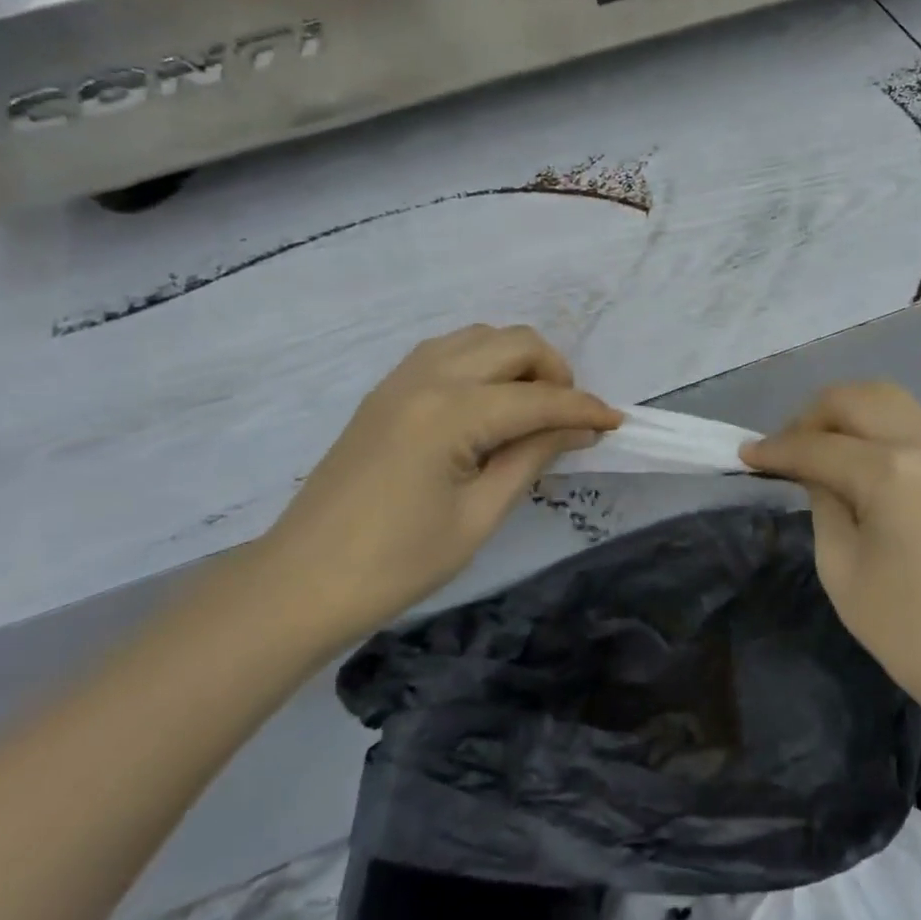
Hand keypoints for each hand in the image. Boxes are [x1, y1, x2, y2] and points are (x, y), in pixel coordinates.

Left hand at [255, 325, 621, 646]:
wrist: (303, 582)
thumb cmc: (397, 563)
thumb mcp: (479, 516)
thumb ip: (531, 458)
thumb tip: (577, 429)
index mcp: (452, 412)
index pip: (538, 399)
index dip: (583, 410)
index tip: (617, 423)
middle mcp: (428, 378)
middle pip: (512, 343)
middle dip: (554, 372)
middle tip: (569, 418)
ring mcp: (401, 379)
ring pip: (479, 337)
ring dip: (517, 360)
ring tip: (531, 408)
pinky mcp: (386, 391)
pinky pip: (447, 351)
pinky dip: (482, 362)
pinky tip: (488, 403)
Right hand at [742, 382, 920, 717]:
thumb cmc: (912, 631)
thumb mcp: (842, 568)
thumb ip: (822, 503)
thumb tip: (813, 470)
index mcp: (892, 472)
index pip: (818, 446)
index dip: (775, 449)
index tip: (744, 456)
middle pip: (856, 398)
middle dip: (810, 416)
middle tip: (784, 449)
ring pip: (887, 400)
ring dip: (845, 415)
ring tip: (817, 450)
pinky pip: (910, 423)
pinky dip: (874, 427)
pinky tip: (855, 459)